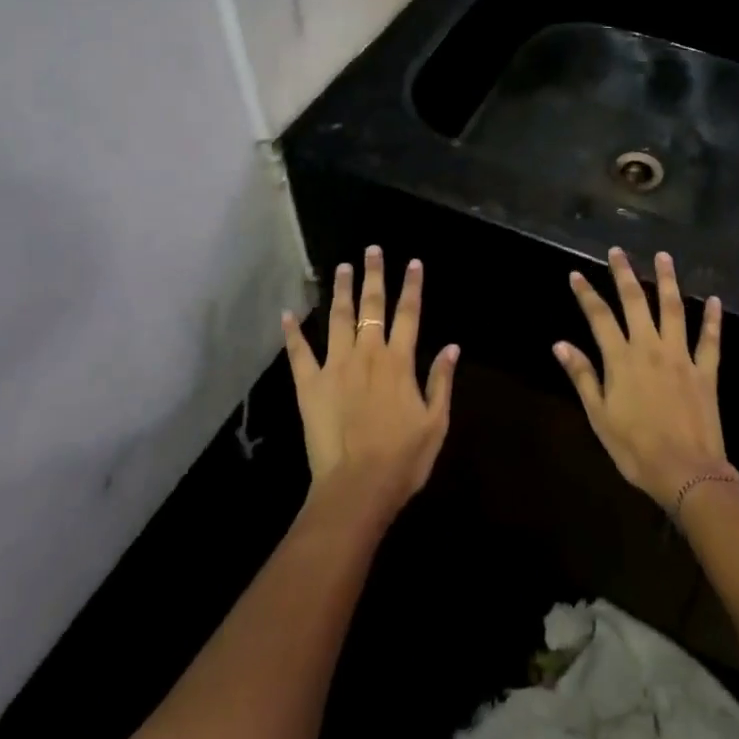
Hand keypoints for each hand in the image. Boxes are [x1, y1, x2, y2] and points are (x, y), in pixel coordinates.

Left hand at [282, 247, 458, 520]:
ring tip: (341, 267)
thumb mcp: (435, 423)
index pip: (408, 314)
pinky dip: (292, 333)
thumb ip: (441, 381)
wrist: (357, 488)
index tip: (413, 262)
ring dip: (340, 290)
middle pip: (372, 306)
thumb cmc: (402, 459)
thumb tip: (451, 346)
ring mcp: (335, 366)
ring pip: (338, 318)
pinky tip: (287, 313)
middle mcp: (368, 354)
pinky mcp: (310, 385)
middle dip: (373, 275)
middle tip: (372, 250)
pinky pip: (299, 353)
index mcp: (399, 362)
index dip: (412, 286)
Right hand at [554, 247, 729, 509]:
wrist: (686, 473)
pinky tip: (715, 300)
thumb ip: (582, 376)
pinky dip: (713, 319)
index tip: (576, 273)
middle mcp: (649, 347)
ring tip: (663, 256)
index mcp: (621, 359)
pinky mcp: (705, 371)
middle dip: (624, 273)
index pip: (599, 316)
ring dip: (667, 281)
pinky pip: (710, 340)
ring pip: (673, 309)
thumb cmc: (635, 448)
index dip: (586, 293)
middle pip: (635, 301)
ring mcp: (680, 356)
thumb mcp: (599, 416)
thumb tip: (560, 344)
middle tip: (618, 251)